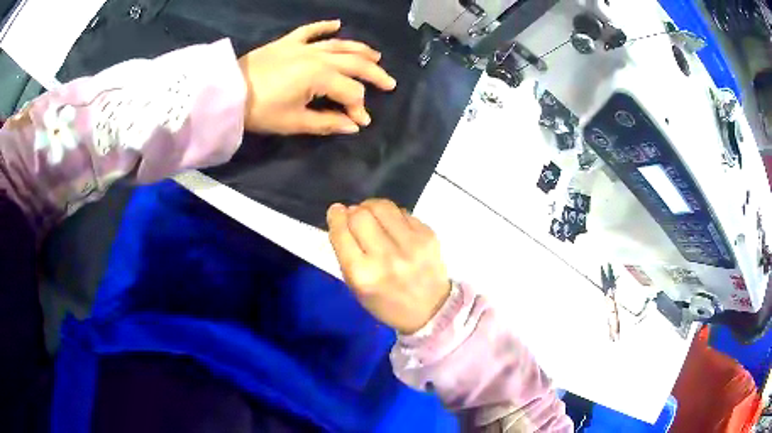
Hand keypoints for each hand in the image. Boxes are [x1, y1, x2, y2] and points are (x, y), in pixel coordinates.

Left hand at [238, 20, 396, 135]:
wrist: (228, 93)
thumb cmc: (261, 111)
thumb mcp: (295, 122)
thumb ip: (327, 123)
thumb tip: (354, 126)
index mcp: (320, 77)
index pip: (350, 92)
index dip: (358, 108)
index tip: (360, 123)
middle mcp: (318, 57)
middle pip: (353, 63)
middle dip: (374, 74)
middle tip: (390, 83)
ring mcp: (303, 46)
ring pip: (339, 44)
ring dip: (359, 49)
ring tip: (376, 55)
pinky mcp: (287, 42)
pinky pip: (310, 30)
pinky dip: (324, 26)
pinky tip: (337, 23)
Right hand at [327, 199, 450, 333]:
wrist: (431, 310)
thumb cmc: (387, 303)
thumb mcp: (357, 288)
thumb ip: (346, 254)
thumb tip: (343, 217)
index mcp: (363, 275)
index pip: (341, 234)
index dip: (335, 217)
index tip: (335, 211)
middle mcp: (386, 257)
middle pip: (360, 215)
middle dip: (352, 212)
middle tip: (354, 216)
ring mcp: (410, 244)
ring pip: (382, 206)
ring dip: (371, 207)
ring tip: (372, 215)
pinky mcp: (428, 235)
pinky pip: (402, 212)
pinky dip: (393, 215)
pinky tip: (393, 226)